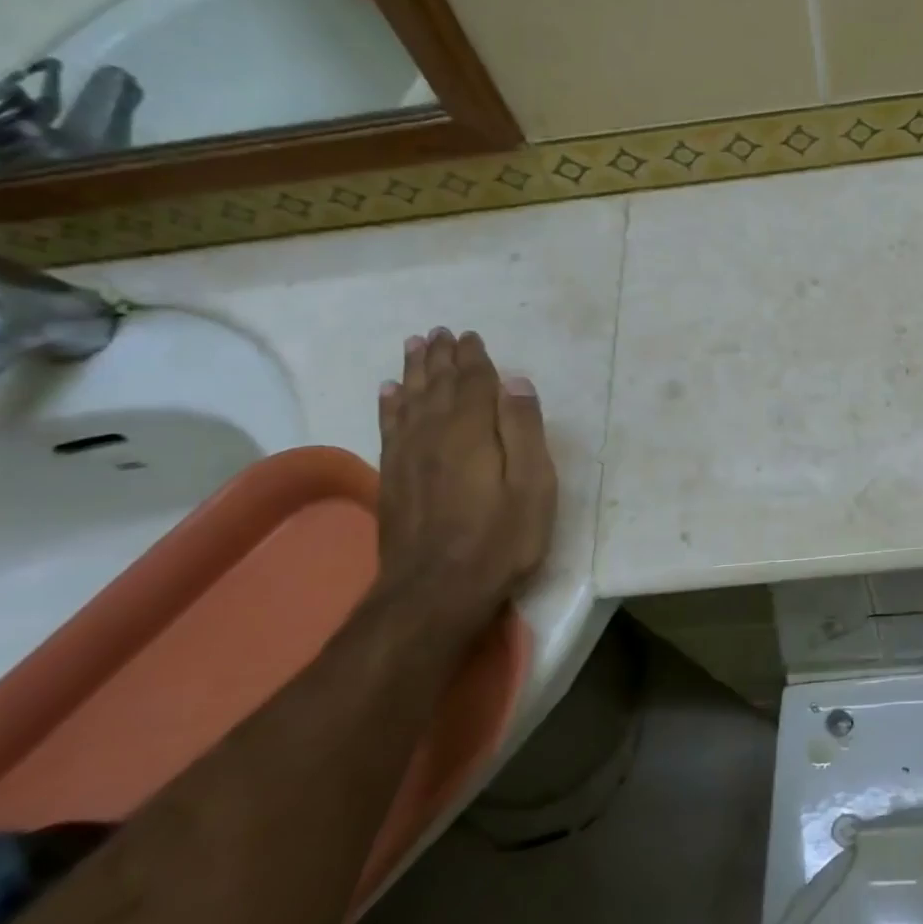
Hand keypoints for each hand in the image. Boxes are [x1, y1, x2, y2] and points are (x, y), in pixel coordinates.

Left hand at [373, 328, 557, 638]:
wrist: (435, 591)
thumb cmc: (500, 538)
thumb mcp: (533, 485)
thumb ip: (524, 430)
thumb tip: (515, 382)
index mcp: (471, 431)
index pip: (472, 382)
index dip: (473, 358)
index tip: (470, 336)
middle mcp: (433, 433)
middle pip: (436, 385)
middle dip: (440, 357)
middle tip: (439, 332)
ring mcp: (407, 456)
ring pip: (409, 400)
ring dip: (413, 372)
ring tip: (414, 347)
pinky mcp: (392, 479)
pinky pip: (389, 427)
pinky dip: (390, 405)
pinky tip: (389, 393)